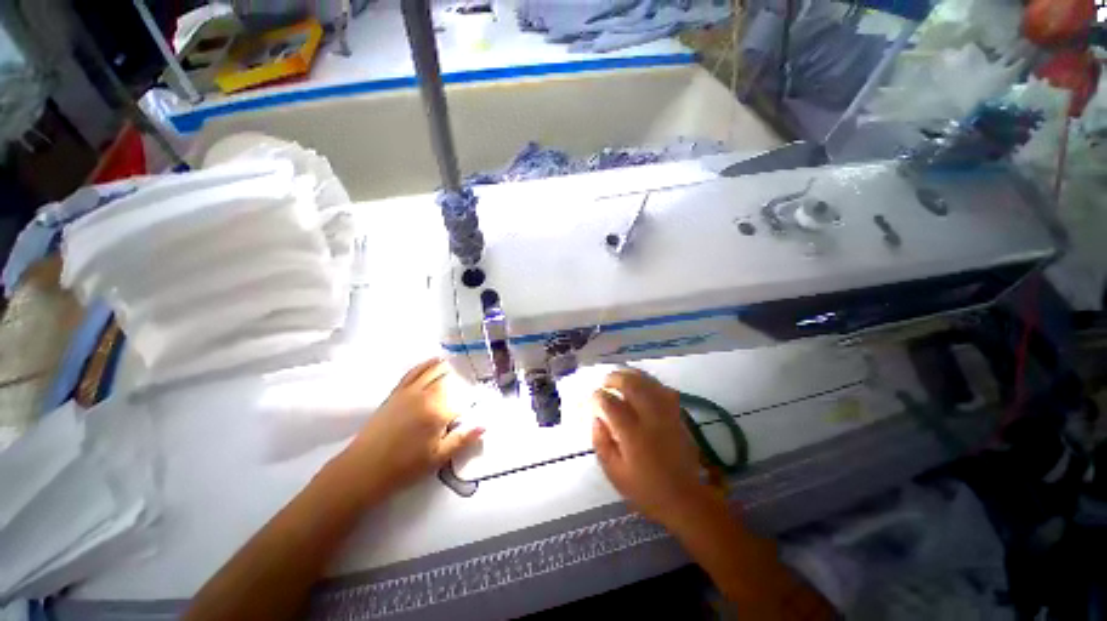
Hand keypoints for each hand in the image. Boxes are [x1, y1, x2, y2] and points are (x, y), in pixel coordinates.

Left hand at [340, 358, 483, 497]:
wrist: (363, 469)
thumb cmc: (404, 467)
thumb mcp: (438, 458)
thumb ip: (462, 439)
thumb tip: (484, 425)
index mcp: (438, 413)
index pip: (462, 402)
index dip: (470, 404)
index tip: (475, 406)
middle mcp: (426, 396)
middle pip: (448, 382)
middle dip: (460, 381)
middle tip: (468, 381)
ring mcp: (410, 392)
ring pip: (432, 373)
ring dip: (445, 367)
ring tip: (455, 363)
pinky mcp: (396, 392)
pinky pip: (414, 372)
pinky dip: (425, 365)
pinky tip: (432, 361)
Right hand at [591, 368, 719, 529]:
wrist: (685, 499)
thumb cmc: (646, 489)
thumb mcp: (615, 474)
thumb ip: (602, 444)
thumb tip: (596, 419)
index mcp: (632, 435)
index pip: (611, 404)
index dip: (599, 396)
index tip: (593, 397)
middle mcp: (650, 419)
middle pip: (632, 385)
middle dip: (615, 378)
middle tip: (605, 381)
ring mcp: (667, 415)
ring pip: (649, 383)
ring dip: (632, 375)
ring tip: (621, 375)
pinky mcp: (678, 416)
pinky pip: (664, 389)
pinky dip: (651, 382)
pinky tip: (643, 384)